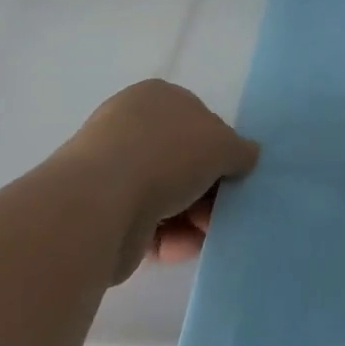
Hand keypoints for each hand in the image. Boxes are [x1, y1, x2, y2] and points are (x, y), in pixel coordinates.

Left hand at [61, 79, 258, 283]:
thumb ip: (241, 150)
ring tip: (206, 234)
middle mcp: (131, 127)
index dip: (221, 148)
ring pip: (168, 194)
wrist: (99, 204)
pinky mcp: (104, 211)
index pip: (199, 119)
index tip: (234, 174)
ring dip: (193, 217)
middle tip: (224, 211)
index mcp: (156, 97)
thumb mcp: (223, 144)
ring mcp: (114, 170)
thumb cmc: (166, 155)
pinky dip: (169, 237)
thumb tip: (245, 157)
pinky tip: (182, 248)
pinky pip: (148, 223)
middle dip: (208, 189)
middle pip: (184, 161)